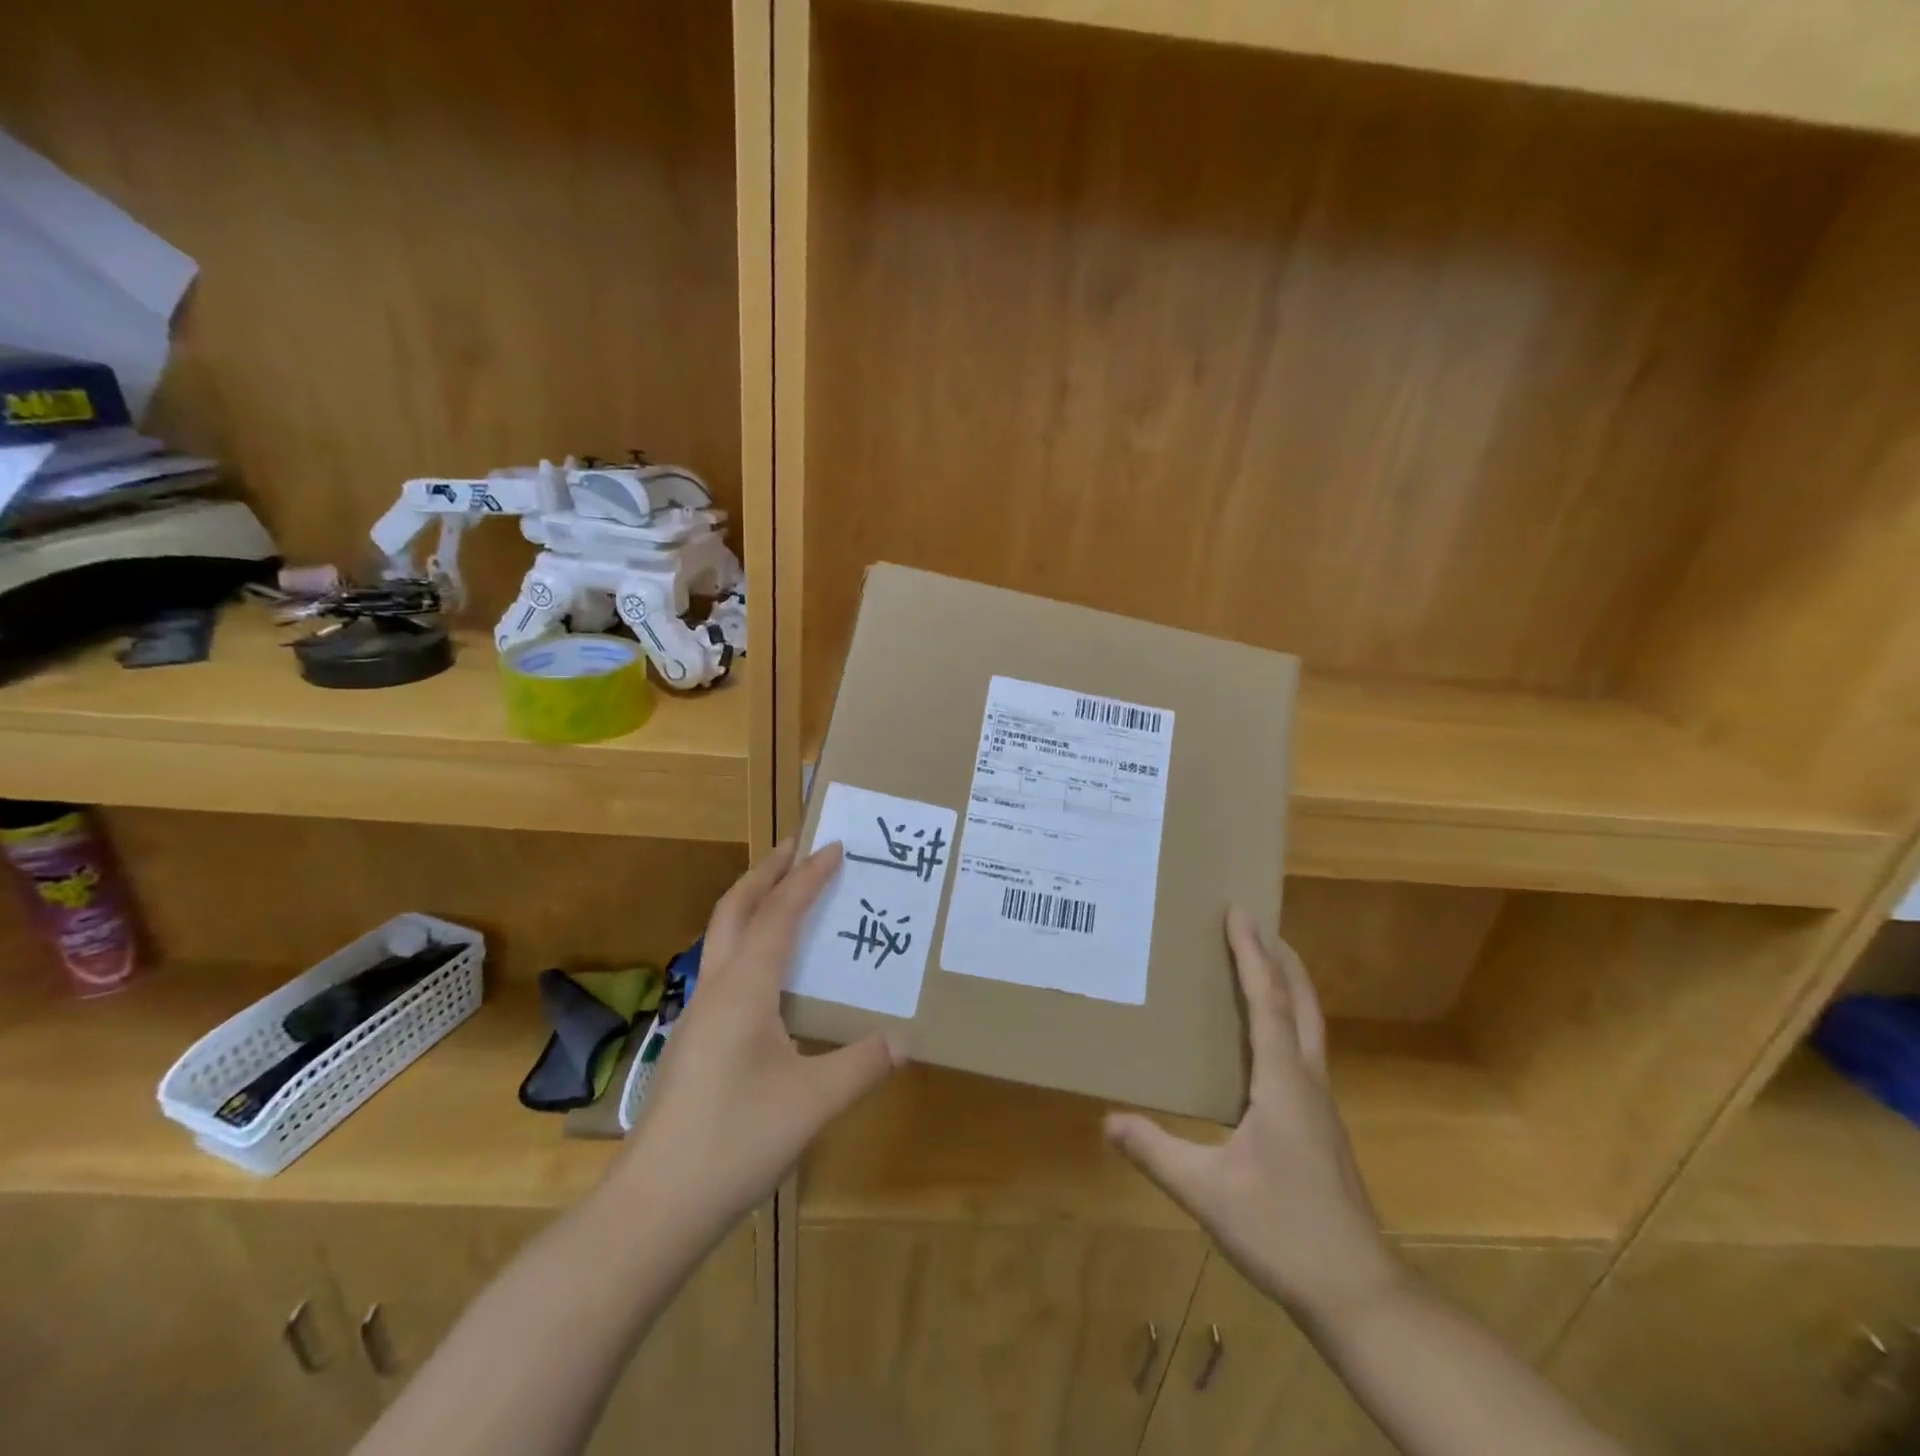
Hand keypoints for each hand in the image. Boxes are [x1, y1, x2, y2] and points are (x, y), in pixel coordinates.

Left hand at [624, 840, 903, 1222]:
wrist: (655, 1204)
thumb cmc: (736, 1140)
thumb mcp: (814, 1102)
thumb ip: (863, 1065)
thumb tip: (906, 1040)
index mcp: (745, 988)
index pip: (780, 914)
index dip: (808, 878)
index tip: (834, 847)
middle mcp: (717, 987)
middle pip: (735, 909)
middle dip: (766, 872)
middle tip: (797, 847)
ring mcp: (699, 1014)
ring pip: (722, 936)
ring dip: (752, 903)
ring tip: (785, 894)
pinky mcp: (695, 1040)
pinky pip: (724, 966)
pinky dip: (748, 941)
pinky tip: (769, 971)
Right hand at [1105, 908, 1401, 1325]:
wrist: (1358, 1292)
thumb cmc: (1283, 1231)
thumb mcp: (1207, 1193)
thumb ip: (1156, 1152)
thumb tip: (1108, 1120)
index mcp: (1283, 1082)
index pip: (1267, 1002)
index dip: (1252, 955)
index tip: (1240, 913)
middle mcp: (1307, 1081)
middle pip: (1301, 1004)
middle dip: (1281, 959)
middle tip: (1258, 924)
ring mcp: (1319, 1104)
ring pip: (1308, 1027)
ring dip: (1288, 987)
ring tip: (1263, 964)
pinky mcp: (1320, 1125)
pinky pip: (1303, 1051)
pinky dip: (1287, 1021)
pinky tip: (1265, 1039)